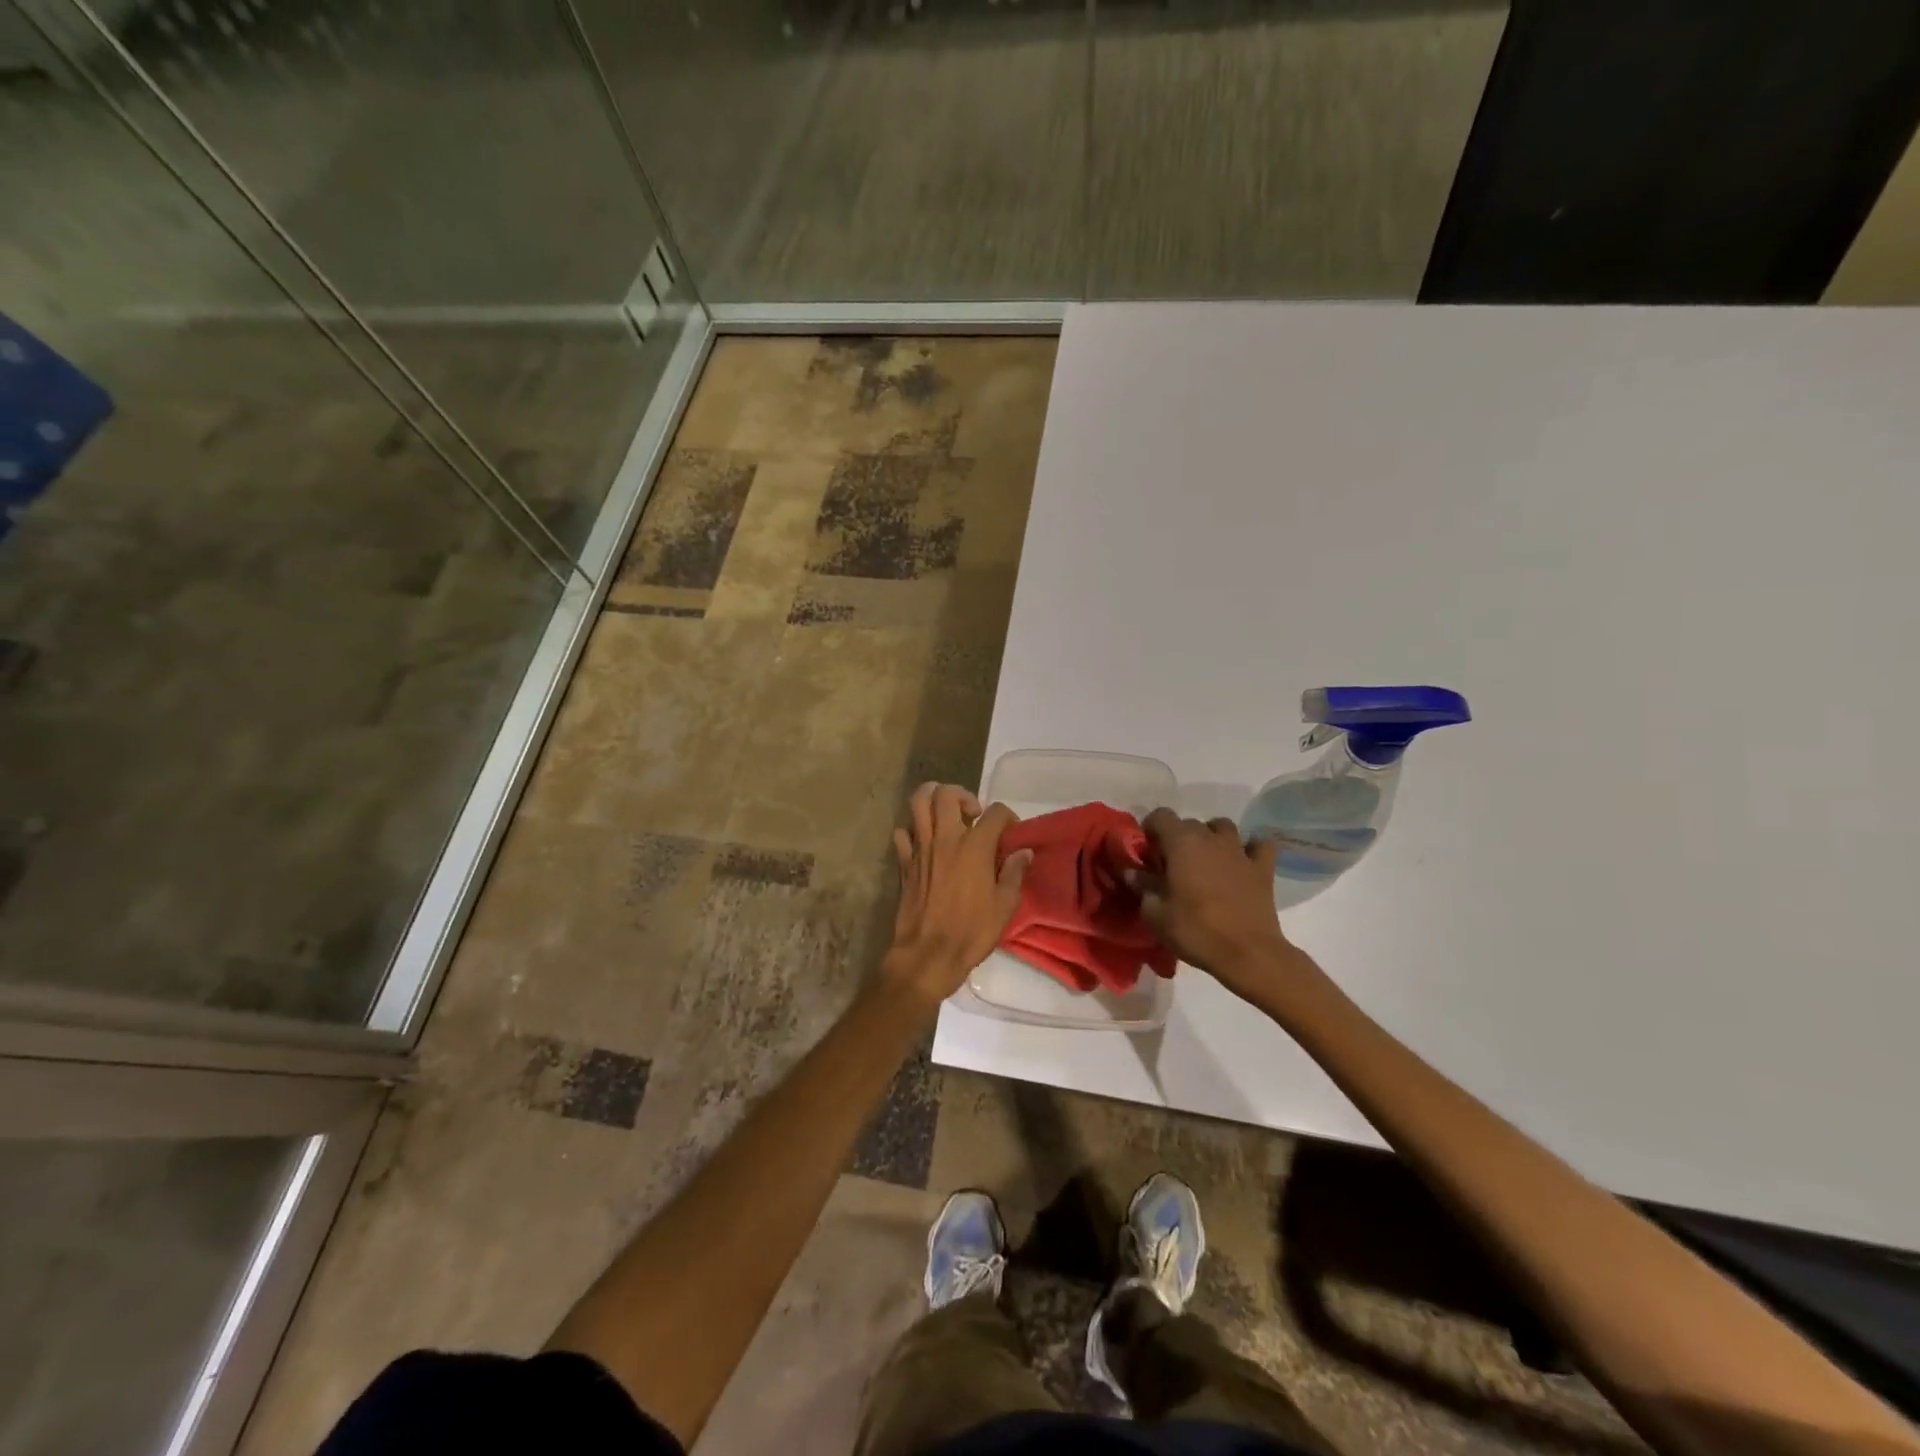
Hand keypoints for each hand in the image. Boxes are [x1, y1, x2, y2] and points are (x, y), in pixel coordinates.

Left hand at [885, 783, 1031, 1000]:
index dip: (1007, 817)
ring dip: (933, 799)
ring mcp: (921, 848)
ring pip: (918, 803)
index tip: (1010, 833)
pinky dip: (912, 832)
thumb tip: (1023, 852)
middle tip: (973, 815)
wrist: (928, 955)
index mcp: (975, 847)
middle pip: (947, 793)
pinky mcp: (904, 863)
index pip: (996, 812)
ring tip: (946, 815)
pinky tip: (924, 843)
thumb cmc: (972, 931)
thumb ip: (1014, 873)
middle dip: (963, 795)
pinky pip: (902, 834)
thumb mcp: (1005, 906)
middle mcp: (946, 839)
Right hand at [1129, 809, 1299, 998]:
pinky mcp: (1263, 868)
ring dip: (1211, 838)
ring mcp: (1240, 851)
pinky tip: (1243, 862)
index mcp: (1181, 843)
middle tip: (1172, 865)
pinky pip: (1259, 845)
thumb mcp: (1156, 914)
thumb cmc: (1196, 931)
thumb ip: (1142, 887)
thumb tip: (1132, 873)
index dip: (1150, 830)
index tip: (1147, 853)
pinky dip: (1250, 848)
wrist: (1248, 954)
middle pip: (1190, 823)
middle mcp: (1211, 838)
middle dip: (1178, 838)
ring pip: (1223, 827)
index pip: (1161, 816)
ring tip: (1206, 860)